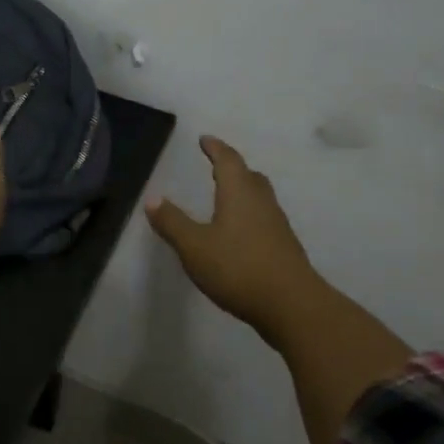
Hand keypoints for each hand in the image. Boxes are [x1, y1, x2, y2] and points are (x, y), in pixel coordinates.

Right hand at [145, 135, 322, 342]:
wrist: (291, 304)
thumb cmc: (238, 268)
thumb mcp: (194, 246)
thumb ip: (172, 222)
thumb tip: (153, 198)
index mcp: (239, 193)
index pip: (228, 161)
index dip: (215, 148)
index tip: (205, 139)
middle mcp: (261, 202)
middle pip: (249, 175)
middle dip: (232, 167)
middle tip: (217, 164)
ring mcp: (277, 225)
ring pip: (259, 197)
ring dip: (244, 190)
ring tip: (227, 195)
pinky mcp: (283, 247)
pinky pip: (264, 218)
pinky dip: (250, 214)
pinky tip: (240, 232)